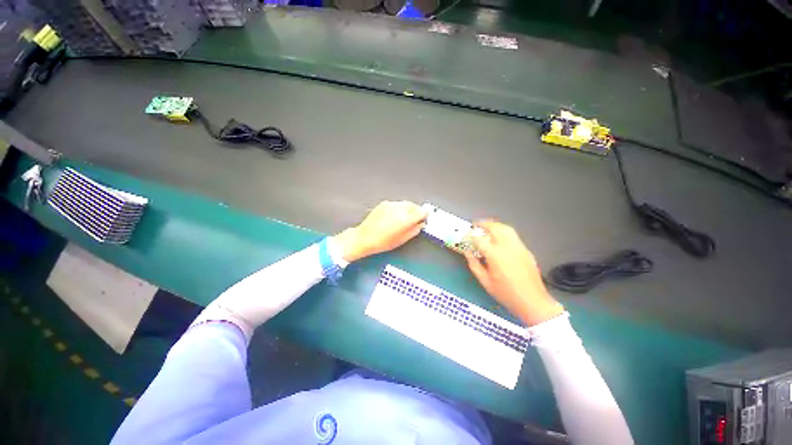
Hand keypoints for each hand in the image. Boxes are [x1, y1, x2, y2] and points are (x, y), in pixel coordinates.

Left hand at [333, 201, 426, 261]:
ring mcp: (391, 205)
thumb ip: (414, 230)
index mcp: (405, 219)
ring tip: (404, 218)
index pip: (421, 212)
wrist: (364, 238)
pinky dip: (399, 208)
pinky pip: (396, 204)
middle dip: (417, 211)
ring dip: (408, 209)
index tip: (425, 218)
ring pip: (405, 203)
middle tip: (416, 219)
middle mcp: (399, 209)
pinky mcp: (384, 204)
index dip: (425, 215)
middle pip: (414, 205)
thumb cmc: (382, 242)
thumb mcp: (402, 240)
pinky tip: (395, 216)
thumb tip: (420, 225)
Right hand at [464, 220, 563, 325]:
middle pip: (494, 227)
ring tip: (487, 227)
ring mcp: (519, 247)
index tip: (466, 235)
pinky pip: (514, 236)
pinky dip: (504, 232)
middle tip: (476, 225)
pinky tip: (500, 239)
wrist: (532, 301)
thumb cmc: (505, 293)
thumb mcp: (485, 281)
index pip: (479, 238)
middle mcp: (507, 247)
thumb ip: (474, 264)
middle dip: (484, 224)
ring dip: (495, 225)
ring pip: (506, 228)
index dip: (471, 235)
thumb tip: (467, 252)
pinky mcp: (526, 250)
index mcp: (495, 255)